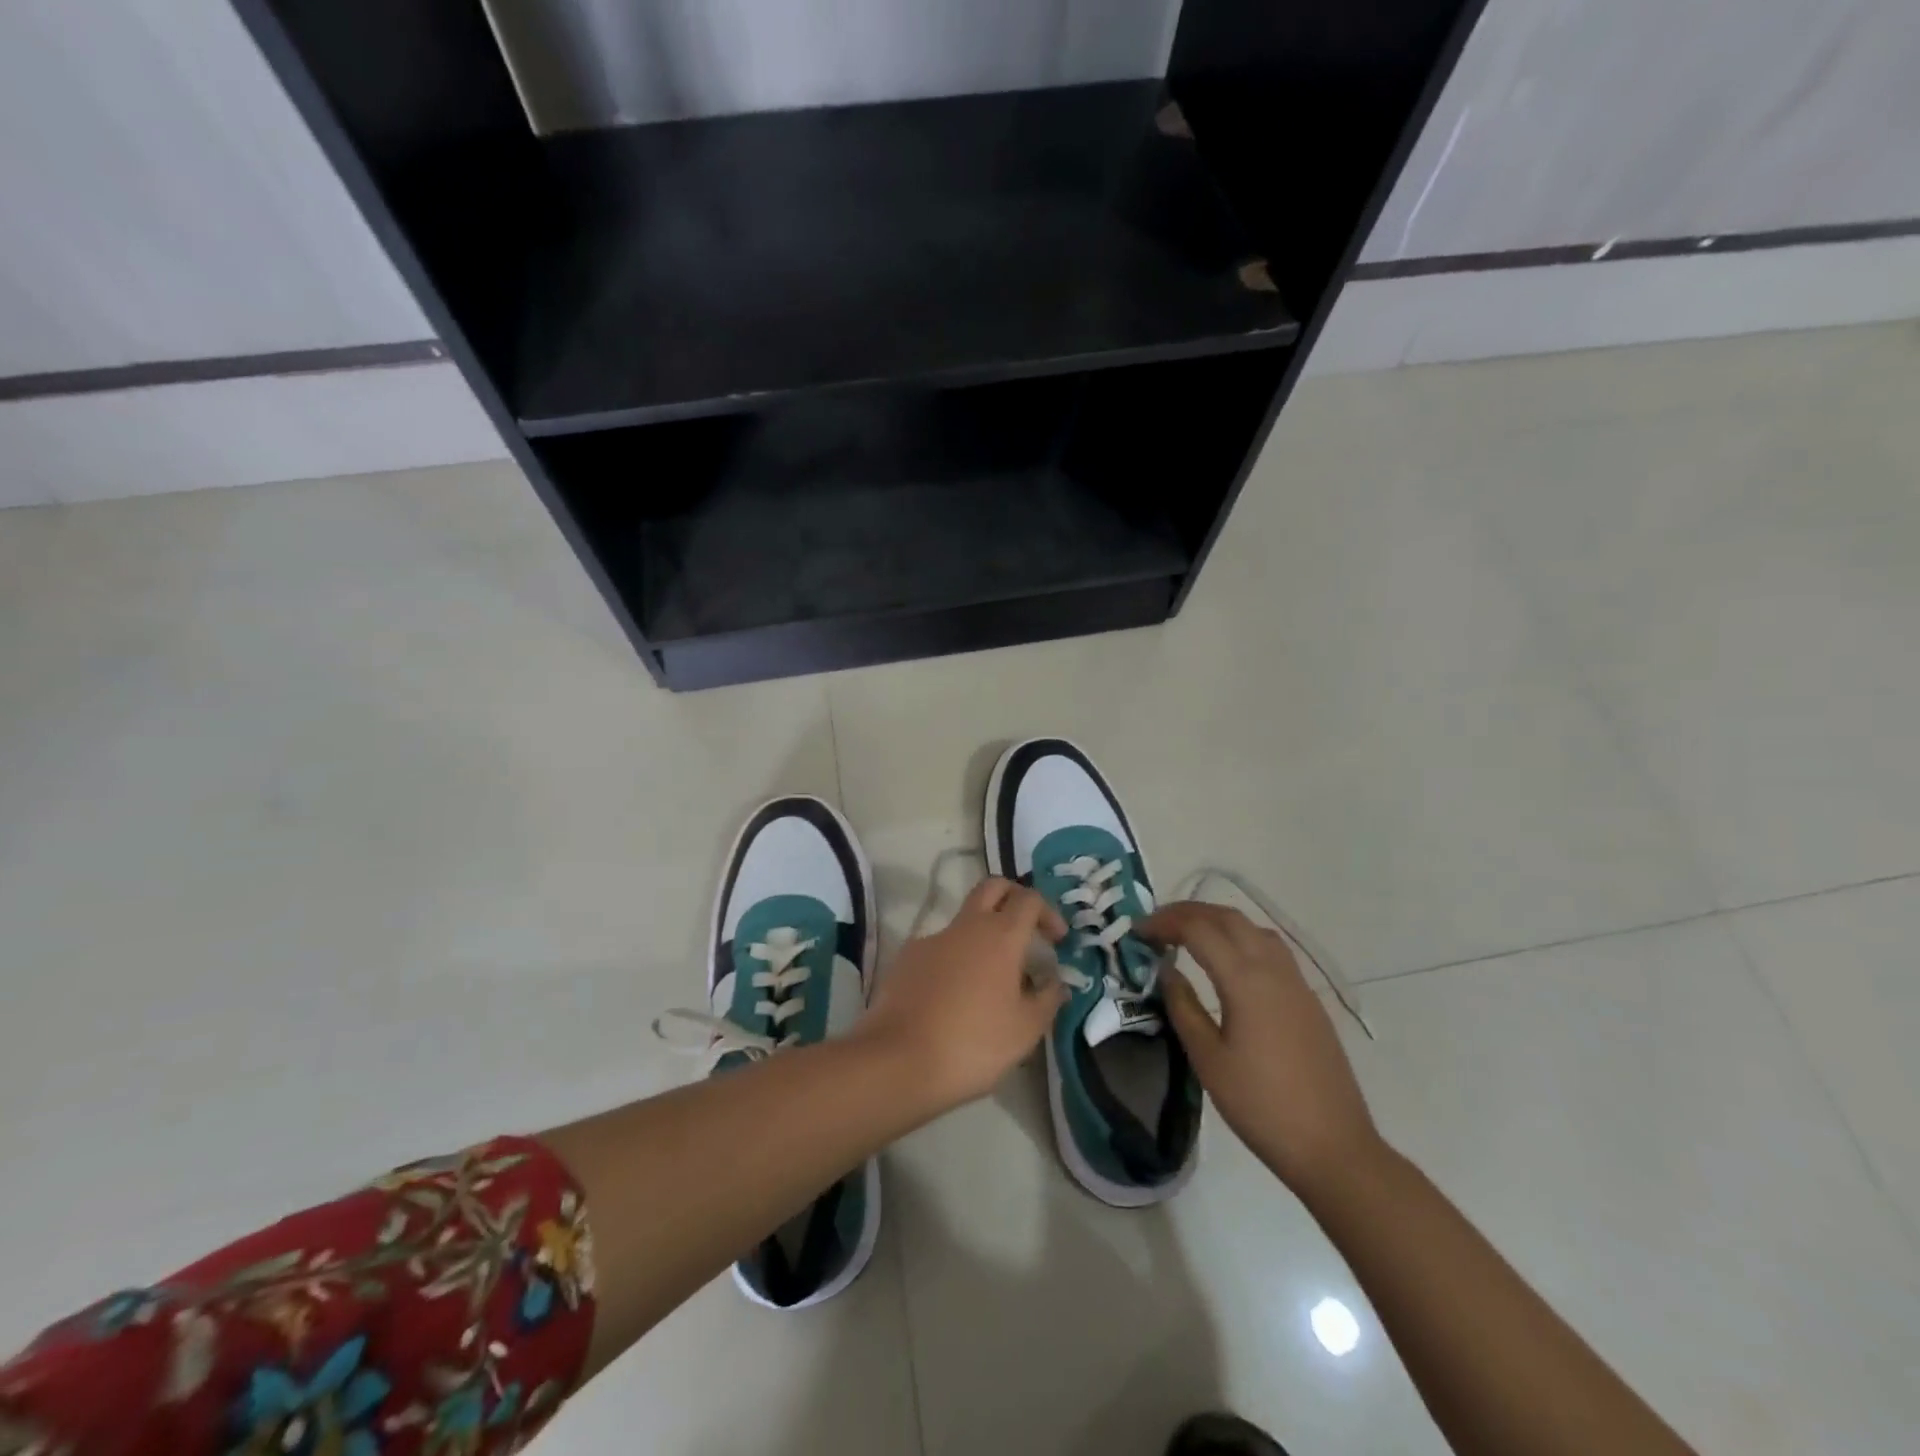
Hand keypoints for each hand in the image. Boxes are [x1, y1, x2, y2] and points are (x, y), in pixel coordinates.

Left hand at [859, 877, 1068, 1111]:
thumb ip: (1047, 1000)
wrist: (897, 1059)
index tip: (1057, 941)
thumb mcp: (1025, 1030)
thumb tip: (1057, 983)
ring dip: (983, 937)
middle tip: (1026, 929)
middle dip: (1014, 898)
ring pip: (964, 921)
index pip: (1029, 899)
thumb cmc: (973, 1043)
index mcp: (1000, 936)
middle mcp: (965, 926)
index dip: (1048, 912)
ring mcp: (931, 939)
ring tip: (992, 982)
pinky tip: (956, 998)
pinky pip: (940, 948)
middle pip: (993, 887)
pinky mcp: (906, 959)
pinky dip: (955, 961)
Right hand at [1142, 901, 1381, 1193]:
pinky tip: (1228, 960)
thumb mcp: (1208, 1059)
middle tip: (1156, 925)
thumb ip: (1183, 1007)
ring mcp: (1296, 982)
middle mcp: (1273, 969)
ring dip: (1217, 920)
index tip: (1137, 931)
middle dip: (1188, 912)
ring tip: (1188, 934)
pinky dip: (1241, 937)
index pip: (1199, 930)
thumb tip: (1166, 969)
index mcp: (1245, 981)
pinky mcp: (1308, 999)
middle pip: (1228, 918)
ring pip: (1253, 928)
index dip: (1164, 923)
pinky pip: (1271, 948)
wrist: (1333, 1147)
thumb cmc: (1261, 1106)